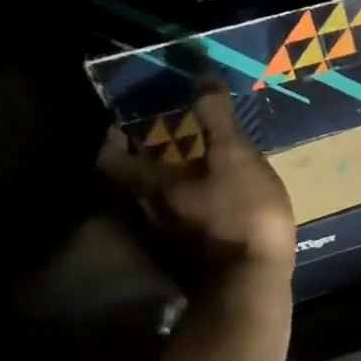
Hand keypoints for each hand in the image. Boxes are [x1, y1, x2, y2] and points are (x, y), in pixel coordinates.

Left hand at [98, 80, 296, 280]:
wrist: (250, 286)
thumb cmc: (240, 214)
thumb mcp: (234, 157)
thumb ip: (216, 118)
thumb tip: (200, 74)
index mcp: (149, 187)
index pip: (110, 159)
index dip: (112, 138)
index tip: (125, 122)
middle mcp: (146, 215)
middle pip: (128, 184)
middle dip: (141, 160)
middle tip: (164, 139)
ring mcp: (165, 243)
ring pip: (152, 207)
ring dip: (163, 186)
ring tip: (190, 167)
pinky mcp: (186, 261)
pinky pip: (176, 225)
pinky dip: (185, 209)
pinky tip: (211, 204)